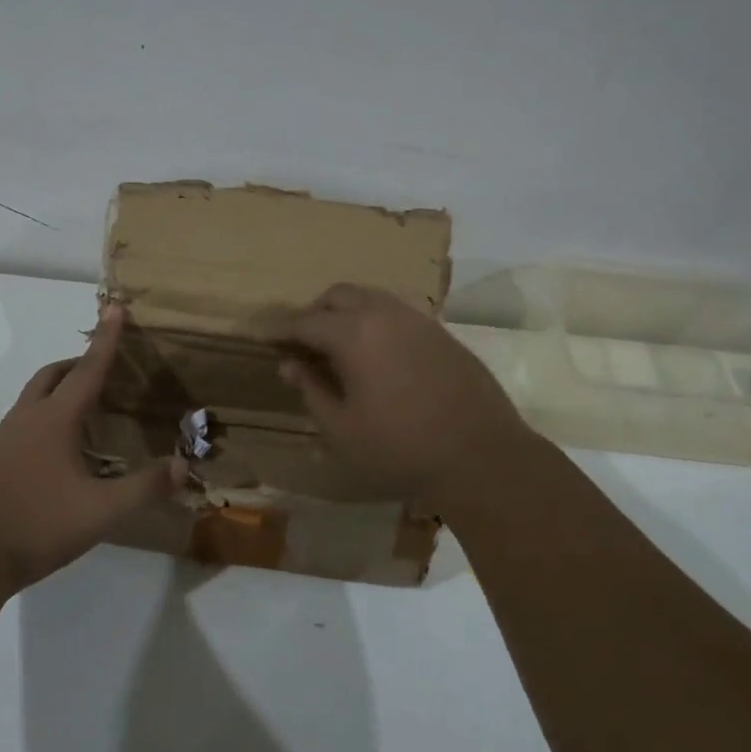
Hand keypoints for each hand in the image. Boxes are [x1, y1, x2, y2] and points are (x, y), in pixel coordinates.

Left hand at [0, 304, 184, 595]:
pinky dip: (47, 416)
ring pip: (35, 398)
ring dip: (60, 389)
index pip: (88, 369)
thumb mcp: (100, 511)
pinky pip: (25, 421)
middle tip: (104, 367)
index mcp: (55, 419)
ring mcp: (5, 439)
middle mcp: (27, 419)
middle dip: (79, 363)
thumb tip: (183, 465)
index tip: (116, 307)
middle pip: (53, 375)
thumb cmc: (34, 524)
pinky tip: (60, 450)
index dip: (107, 339)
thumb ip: (143, 488)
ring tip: (87, 408)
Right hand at [279, 283, 541, 510]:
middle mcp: (384, 314)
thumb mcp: (342, 428)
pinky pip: (397, 313)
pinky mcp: (441, 332)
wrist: (481, 456)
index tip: (269, 342)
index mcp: (354, 334)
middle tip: (305, 343)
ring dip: (348, 313)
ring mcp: (417, 320)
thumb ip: (311, 390)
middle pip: (339, 295)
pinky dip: (376, 321)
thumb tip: (289, 364)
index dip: (283, 332)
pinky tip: (378, 355)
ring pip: (371, 297)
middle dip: (315, 312)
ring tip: (340, 347)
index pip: (306, 322)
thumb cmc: (400, 449)